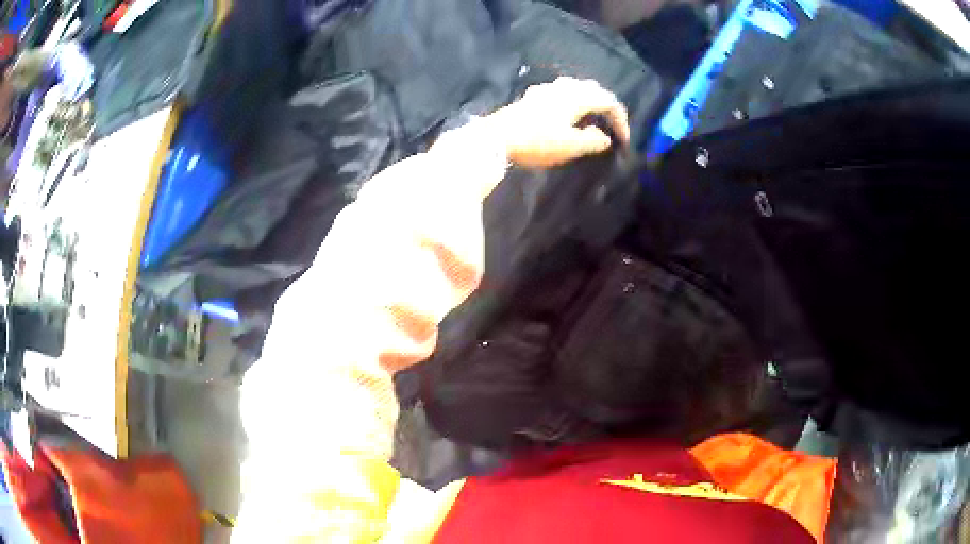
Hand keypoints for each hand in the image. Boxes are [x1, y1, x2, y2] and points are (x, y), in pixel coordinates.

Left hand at [489, 77, 629, 168]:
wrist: (495, 138)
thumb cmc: (536, 141)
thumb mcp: (570, 146)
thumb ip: (592, 141)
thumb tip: (604, 137)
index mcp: (576, 97)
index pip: (608, 101)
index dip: (620, 119)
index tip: (623, 139)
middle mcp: (563, 88)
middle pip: (592, 89)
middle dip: (605, 104)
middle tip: (610, 123)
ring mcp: (545, 90)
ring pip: (575, 87)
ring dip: (588, 100)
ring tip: (591, 117)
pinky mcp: (531, 97)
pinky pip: (559, 92)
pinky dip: (570, 100)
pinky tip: (564, 112)